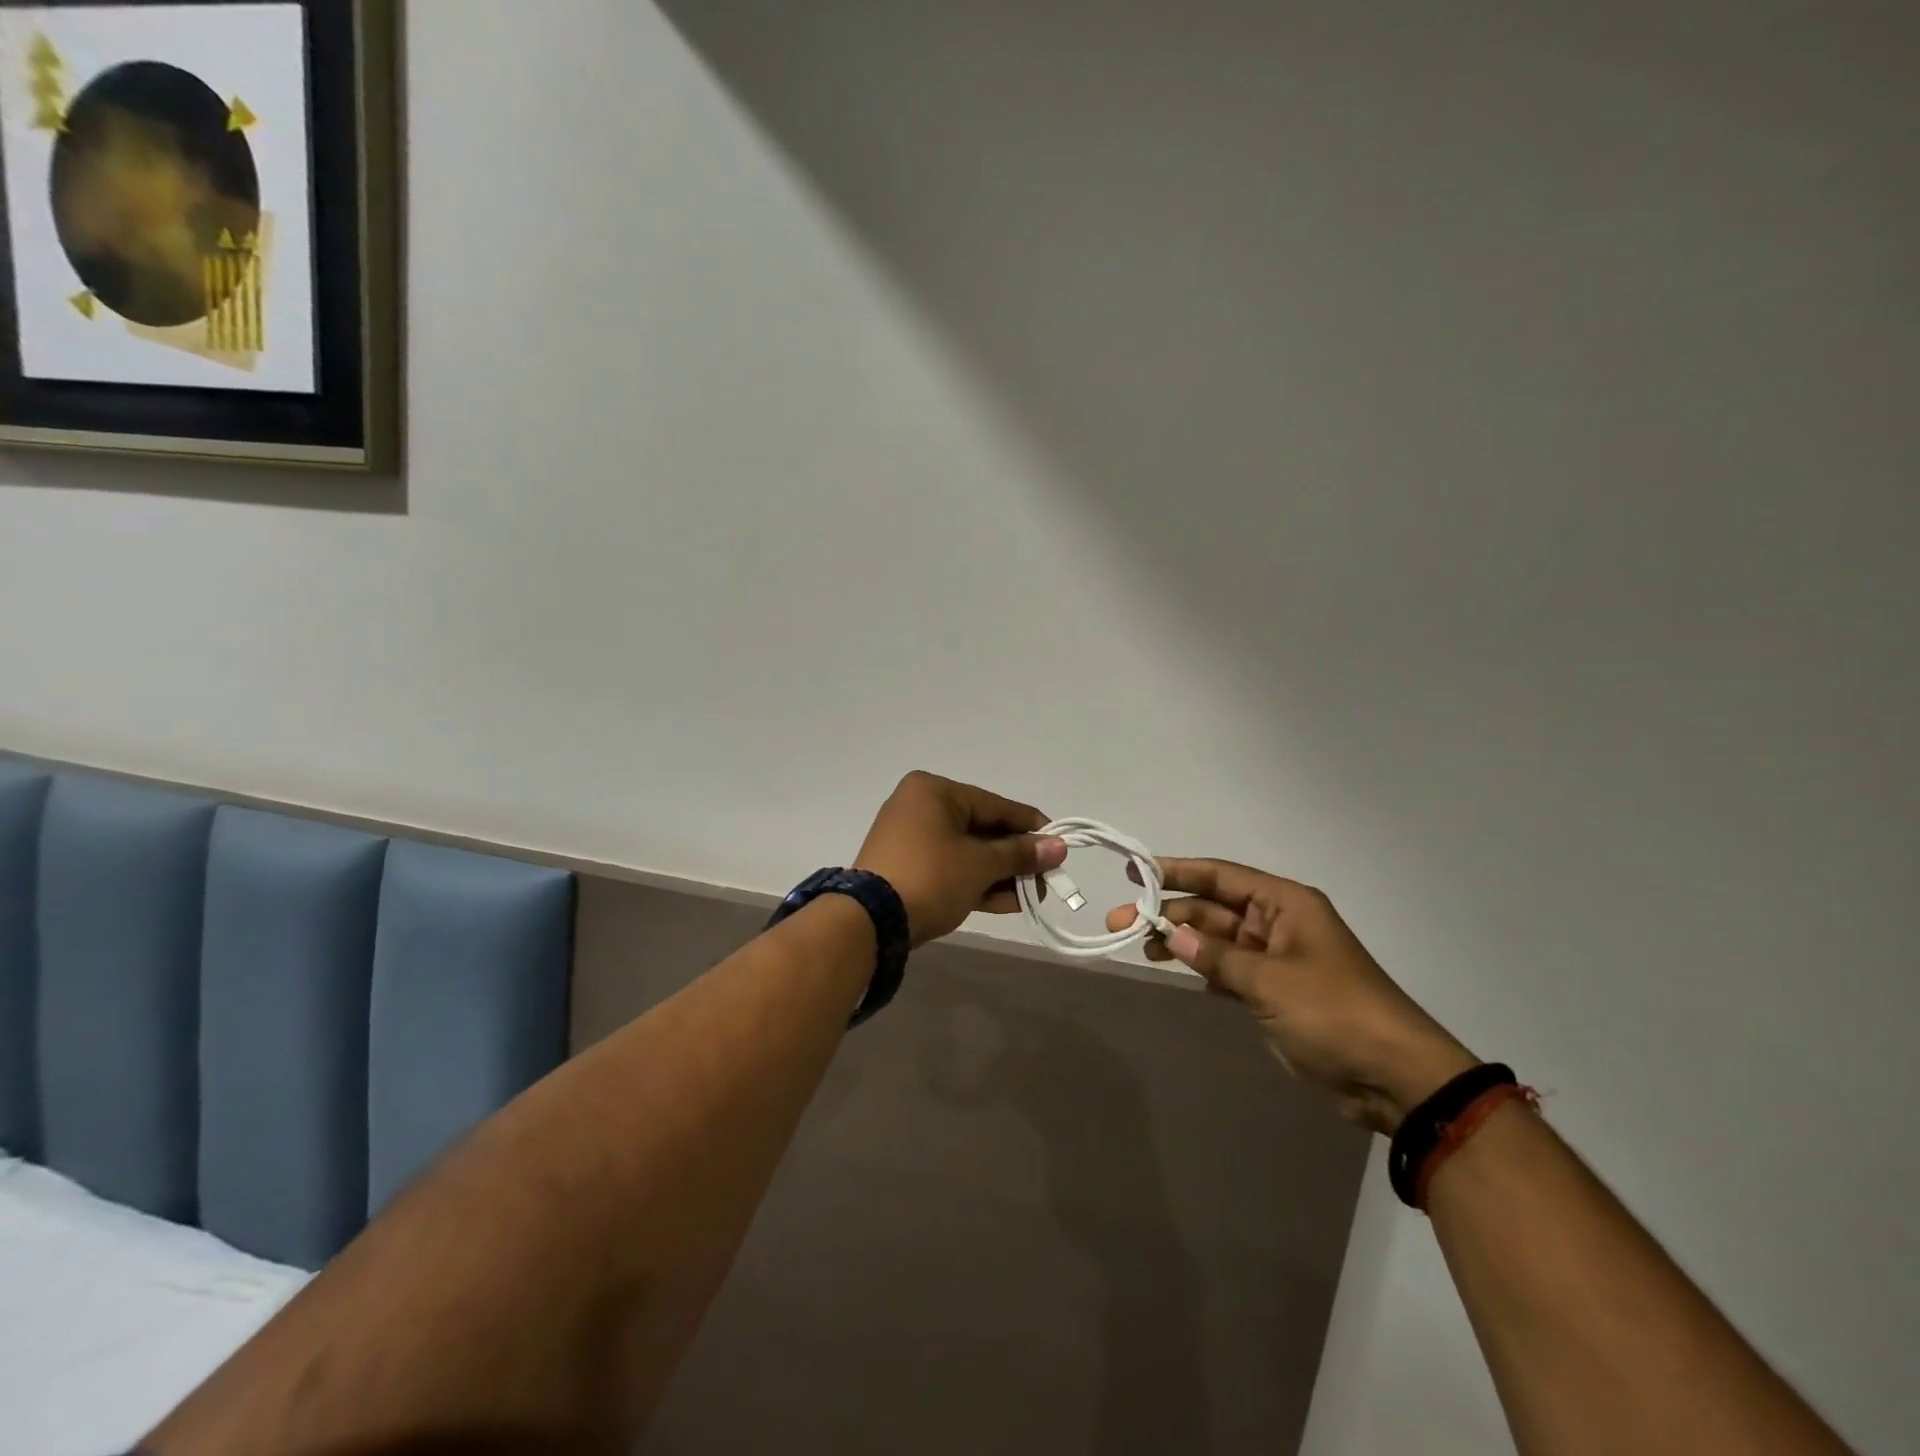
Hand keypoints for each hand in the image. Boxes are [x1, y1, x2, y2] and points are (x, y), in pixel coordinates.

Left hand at [855, 772, 1067, 947]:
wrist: (870, 922)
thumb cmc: (931, 877)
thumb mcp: (981, 864)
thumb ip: (1020, 854)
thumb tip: (1059, 847)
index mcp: (934, 791)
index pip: (995, 805)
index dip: (1030, 827)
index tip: (1059, 847)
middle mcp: (919, 806)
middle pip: (982, 829)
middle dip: (1014, 859)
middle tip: (1044, 881)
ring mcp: (909, 839)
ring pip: (966, 852)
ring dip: (999, 875)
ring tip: (1029, 898)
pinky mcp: (905, 868)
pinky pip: (950, 868)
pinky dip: (975, 882)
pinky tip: (1006, 903)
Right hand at [1108, 859, 1476, 1133]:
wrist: (1393, 1076)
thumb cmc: (1334, 1012)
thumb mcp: (1270, 981)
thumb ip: (1216, 957)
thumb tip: (1171, 935)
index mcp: (1284, 905)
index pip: (1220, 876)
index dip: (1176, 871)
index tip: (1135, 872)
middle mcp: (1277, 924)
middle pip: (1212, 908)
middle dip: (1169, 913)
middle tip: (1121, 922)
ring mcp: (1274, 959)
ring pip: (1216, 939)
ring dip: (1181, 941)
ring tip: (1139, 948)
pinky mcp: (1273, 992)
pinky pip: (1226, 968)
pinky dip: (1201, 967)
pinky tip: (1172, 968)